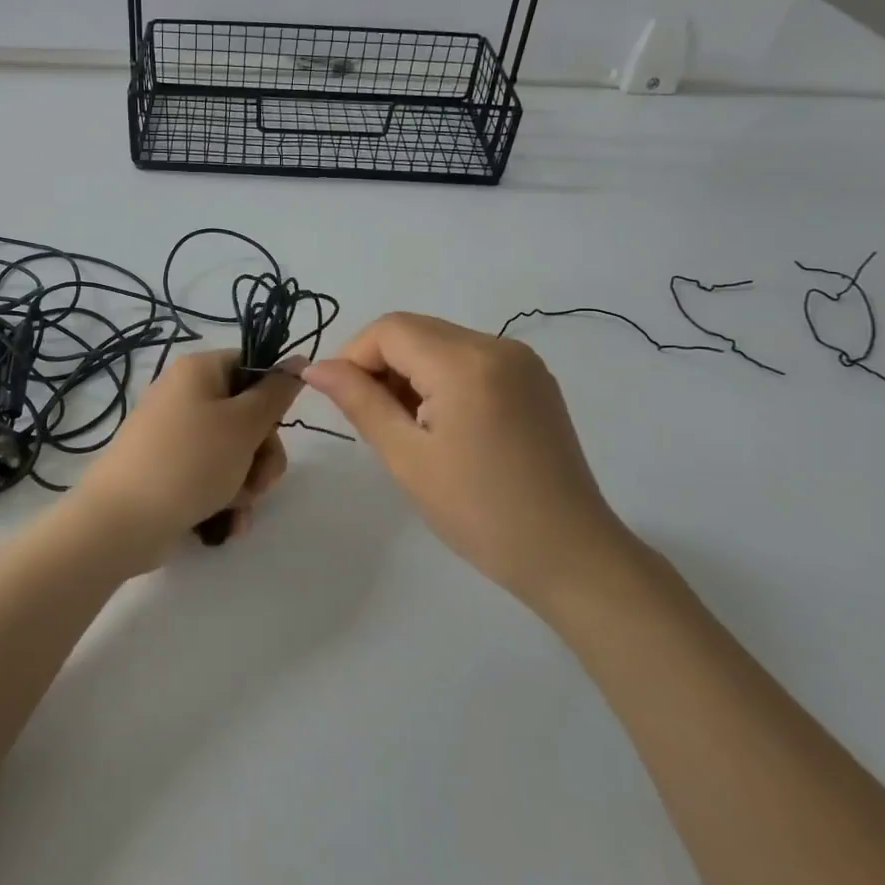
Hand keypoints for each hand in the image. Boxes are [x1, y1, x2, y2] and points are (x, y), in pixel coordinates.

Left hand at [71, 349, 303, 575]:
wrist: (122, 522)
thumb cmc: (189, 462)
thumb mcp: (243, 424)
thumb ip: (276, 393)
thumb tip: (298, 360)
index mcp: (198, 371)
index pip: (250, 366)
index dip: (271, 397)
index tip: (276, 426)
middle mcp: (184, 396)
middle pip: (246, 415)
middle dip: (262, 453)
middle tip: (260, 478)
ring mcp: (174, 436)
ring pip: (234, 451)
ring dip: (247, 481)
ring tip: (238, 506)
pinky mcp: (169, 471)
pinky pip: (211, 476)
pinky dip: (225, 497)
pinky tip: (228, 523)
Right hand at [301, 313, 633, 603]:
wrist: (569, 555)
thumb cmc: (479, 512)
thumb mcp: (406, 457)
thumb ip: (359, 401)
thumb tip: (315, 367)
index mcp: (466, 362)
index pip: (389, 330)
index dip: (353, 357)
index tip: (341, 401)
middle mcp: (497, 345)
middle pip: (415, 330)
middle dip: (380, 365)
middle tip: (373, 420)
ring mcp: (522, 361)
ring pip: (441, 343)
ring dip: (411, 373)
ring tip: (409, 429)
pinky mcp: (534, 380)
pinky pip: (470, 359)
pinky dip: (442, 379)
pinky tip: (443, 424)